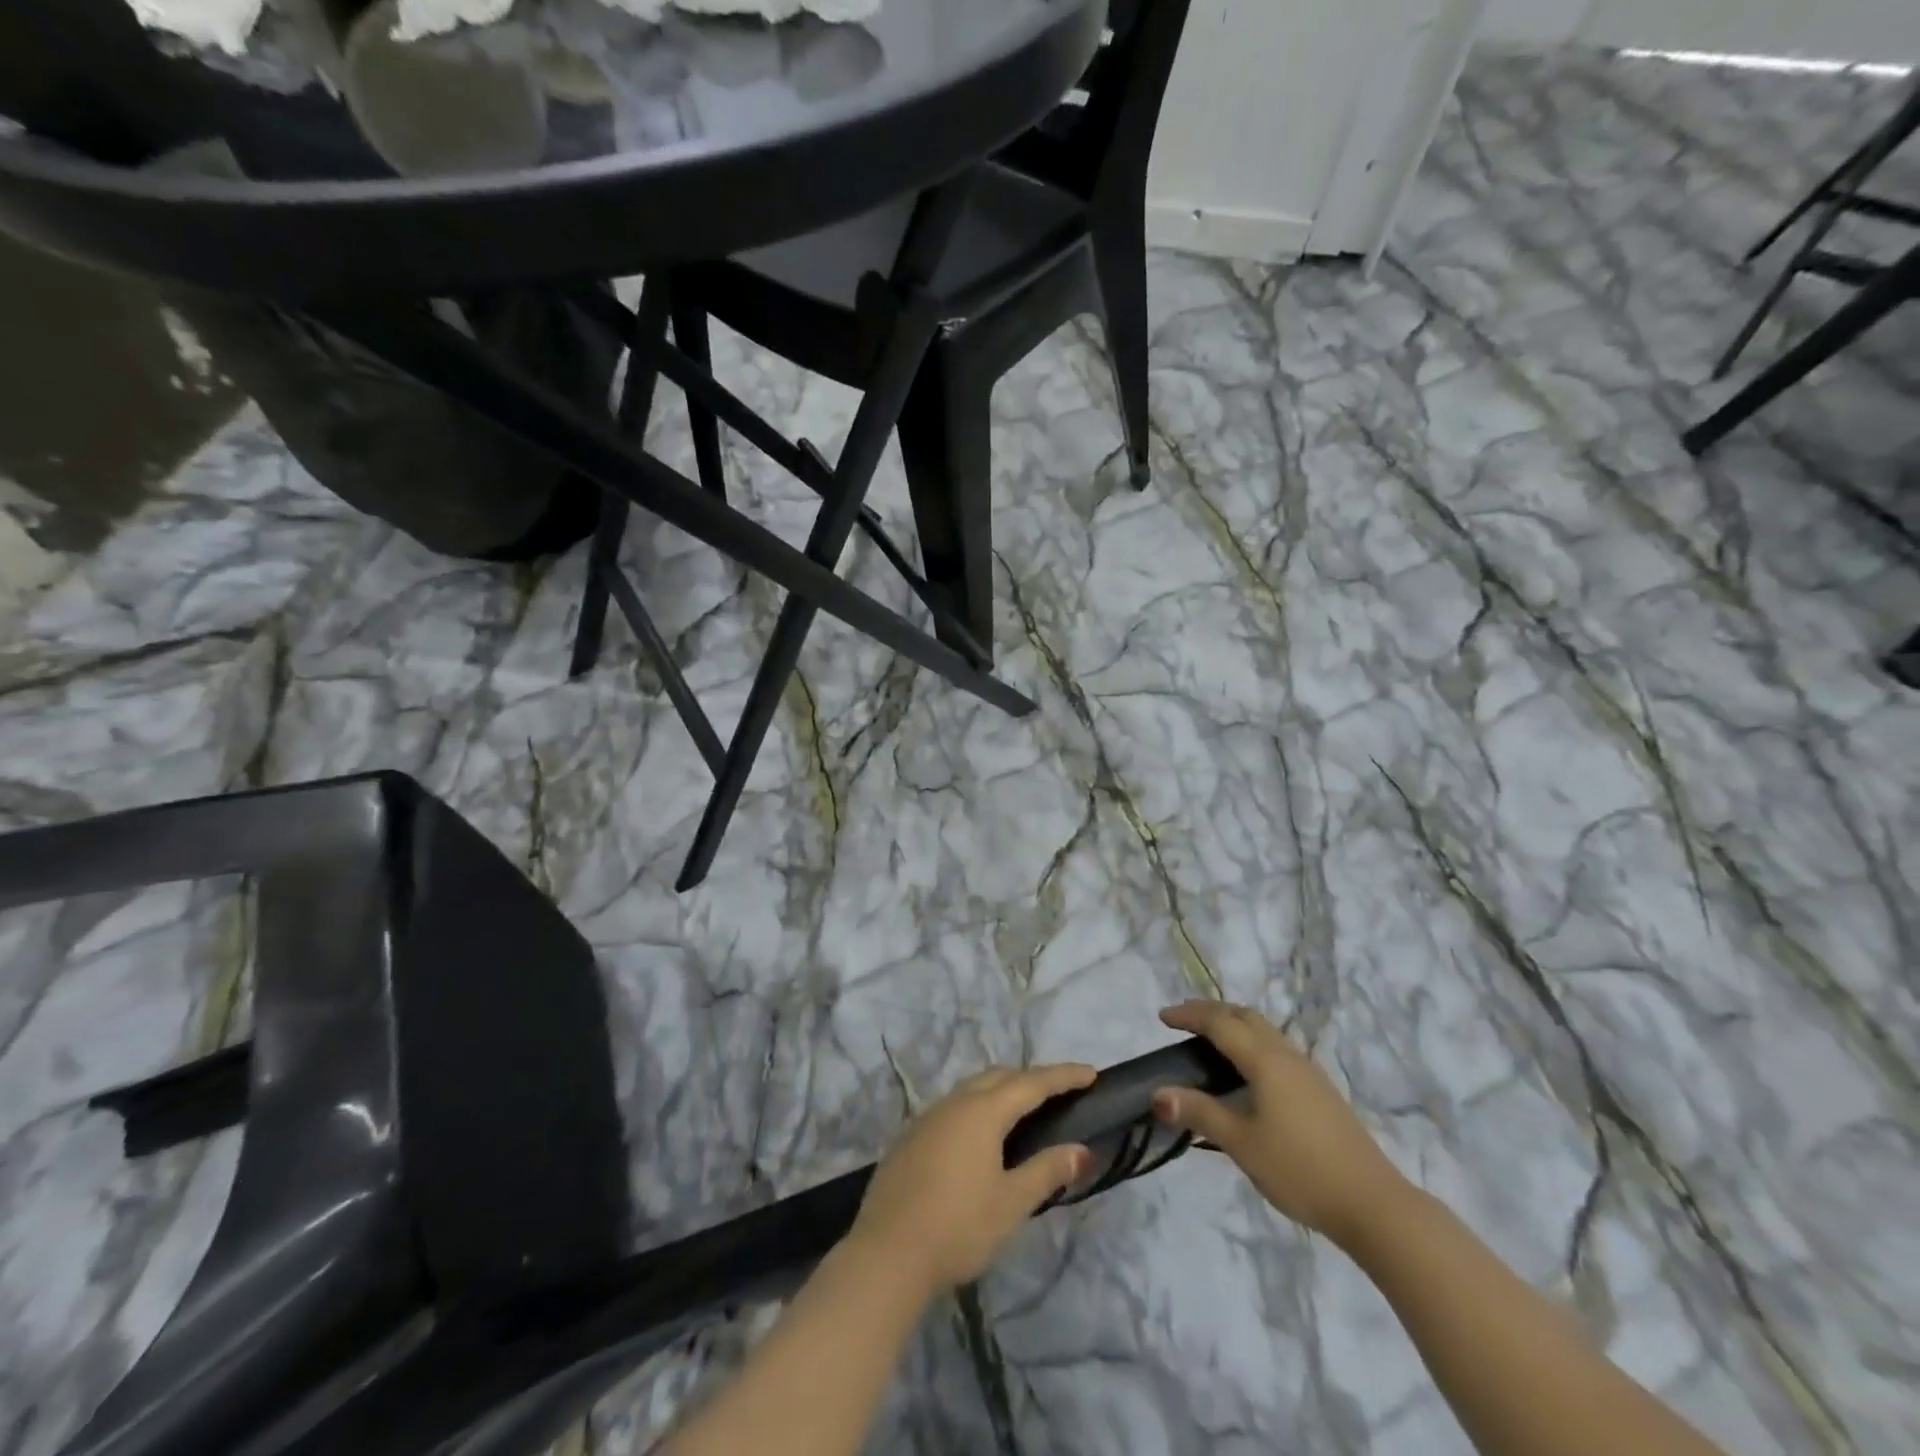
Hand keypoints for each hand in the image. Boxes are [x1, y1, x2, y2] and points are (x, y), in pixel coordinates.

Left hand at [849, 1064, 1095, 1297]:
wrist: (886, 1254)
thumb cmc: (958, 1227)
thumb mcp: (1011, 1203)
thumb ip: (1047, 1171)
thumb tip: (1083, 1150)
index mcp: (982, 1111)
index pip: (1032, 1083)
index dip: (1063, 1076)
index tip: (1090, 1072)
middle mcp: (954, 1103)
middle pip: (999, 1077)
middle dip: (1031, 1078)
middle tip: (1059, 1091)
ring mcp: (927, 1118)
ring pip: (972, 1089)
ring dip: (1001, 1090)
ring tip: (1022, 1109)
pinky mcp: (910, 1137)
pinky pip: (952, 1108)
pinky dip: (976, 1108)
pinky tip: (979, 1136)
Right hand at [1153, 1001, 1406, 1245]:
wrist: (1373, 1204)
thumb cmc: (1300, 1169)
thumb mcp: (1241, 1143)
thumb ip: (1199, 1113)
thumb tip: (1158, 1094)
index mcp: (1265, 1060)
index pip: (1220, 1023)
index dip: (1189, 1016)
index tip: (1162, 1018)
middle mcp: (1287, 1055)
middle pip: (1244, 1016)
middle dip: (1211, 1012)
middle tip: (1182, 1020)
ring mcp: (1308, 1072)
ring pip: (1264, 1030)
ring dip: (1233, 1024)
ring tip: (1209, 1039)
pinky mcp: (1319, 1090)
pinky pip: (1276, 1048)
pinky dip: (1251, 1042)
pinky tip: (1247, 1071)